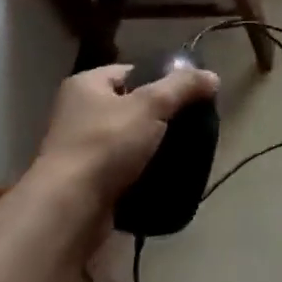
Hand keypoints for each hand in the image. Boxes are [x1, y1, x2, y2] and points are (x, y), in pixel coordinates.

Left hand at [35, 63, 219, 207]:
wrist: (69, 210)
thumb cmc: (106, 144)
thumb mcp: (152, 105)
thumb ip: (183, 86)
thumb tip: (212, 77)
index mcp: (86, 85)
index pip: (133, 71)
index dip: (162, 79)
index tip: (189, 94)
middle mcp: (78, 112)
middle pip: (132, 105)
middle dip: (161, 116)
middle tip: (191, 123)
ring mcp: (80, 149)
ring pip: (130, 139)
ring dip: (153, 145)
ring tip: (183, 149)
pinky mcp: (87, 182)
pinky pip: (124, 168)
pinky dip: (143, 170)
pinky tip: (166, 174)